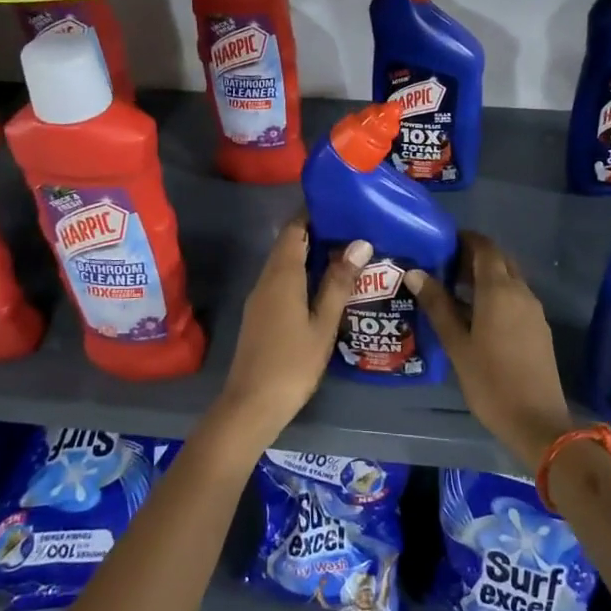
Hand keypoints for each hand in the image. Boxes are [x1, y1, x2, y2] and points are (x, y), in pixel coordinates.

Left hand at [217, 216, 368, 445]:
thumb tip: (359, 243)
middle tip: (351, 228)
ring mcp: (259, 298)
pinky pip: (280, 281)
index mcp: (282, 276)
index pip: (294, 229)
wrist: (251, 405)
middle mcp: (266, 280)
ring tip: (344, 253)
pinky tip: (323, 285)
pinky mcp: (259, 315)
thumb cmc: (292, 363)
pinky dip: (301, 273)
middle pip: (287, 244)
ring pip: (283, 264)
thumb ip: (339, 283)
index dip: (312, 213)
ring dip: (309, 254)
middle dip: (315, 232)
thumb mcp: (323, 324)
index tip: (339, 204)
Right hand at [409, 233, 574, 473]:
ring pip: (509, 279)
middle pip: (499, 260)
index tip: (441, 242)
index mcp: (499, 290)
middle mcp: (521, 292)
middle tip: (444, 266)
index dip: (465, 239)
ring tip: (454, 290)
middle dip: (474, 256)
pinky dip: (496, 294)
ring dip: (485, 276)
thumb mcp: (456, 344)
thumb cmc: (490, 381)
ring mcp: (533, 310)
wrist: (537, 421)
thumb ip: (438, 305)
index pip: (484, 247)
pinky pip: (515, 297)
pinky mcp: (538, 328)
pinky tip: (476, 314)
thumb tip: (416, 272)